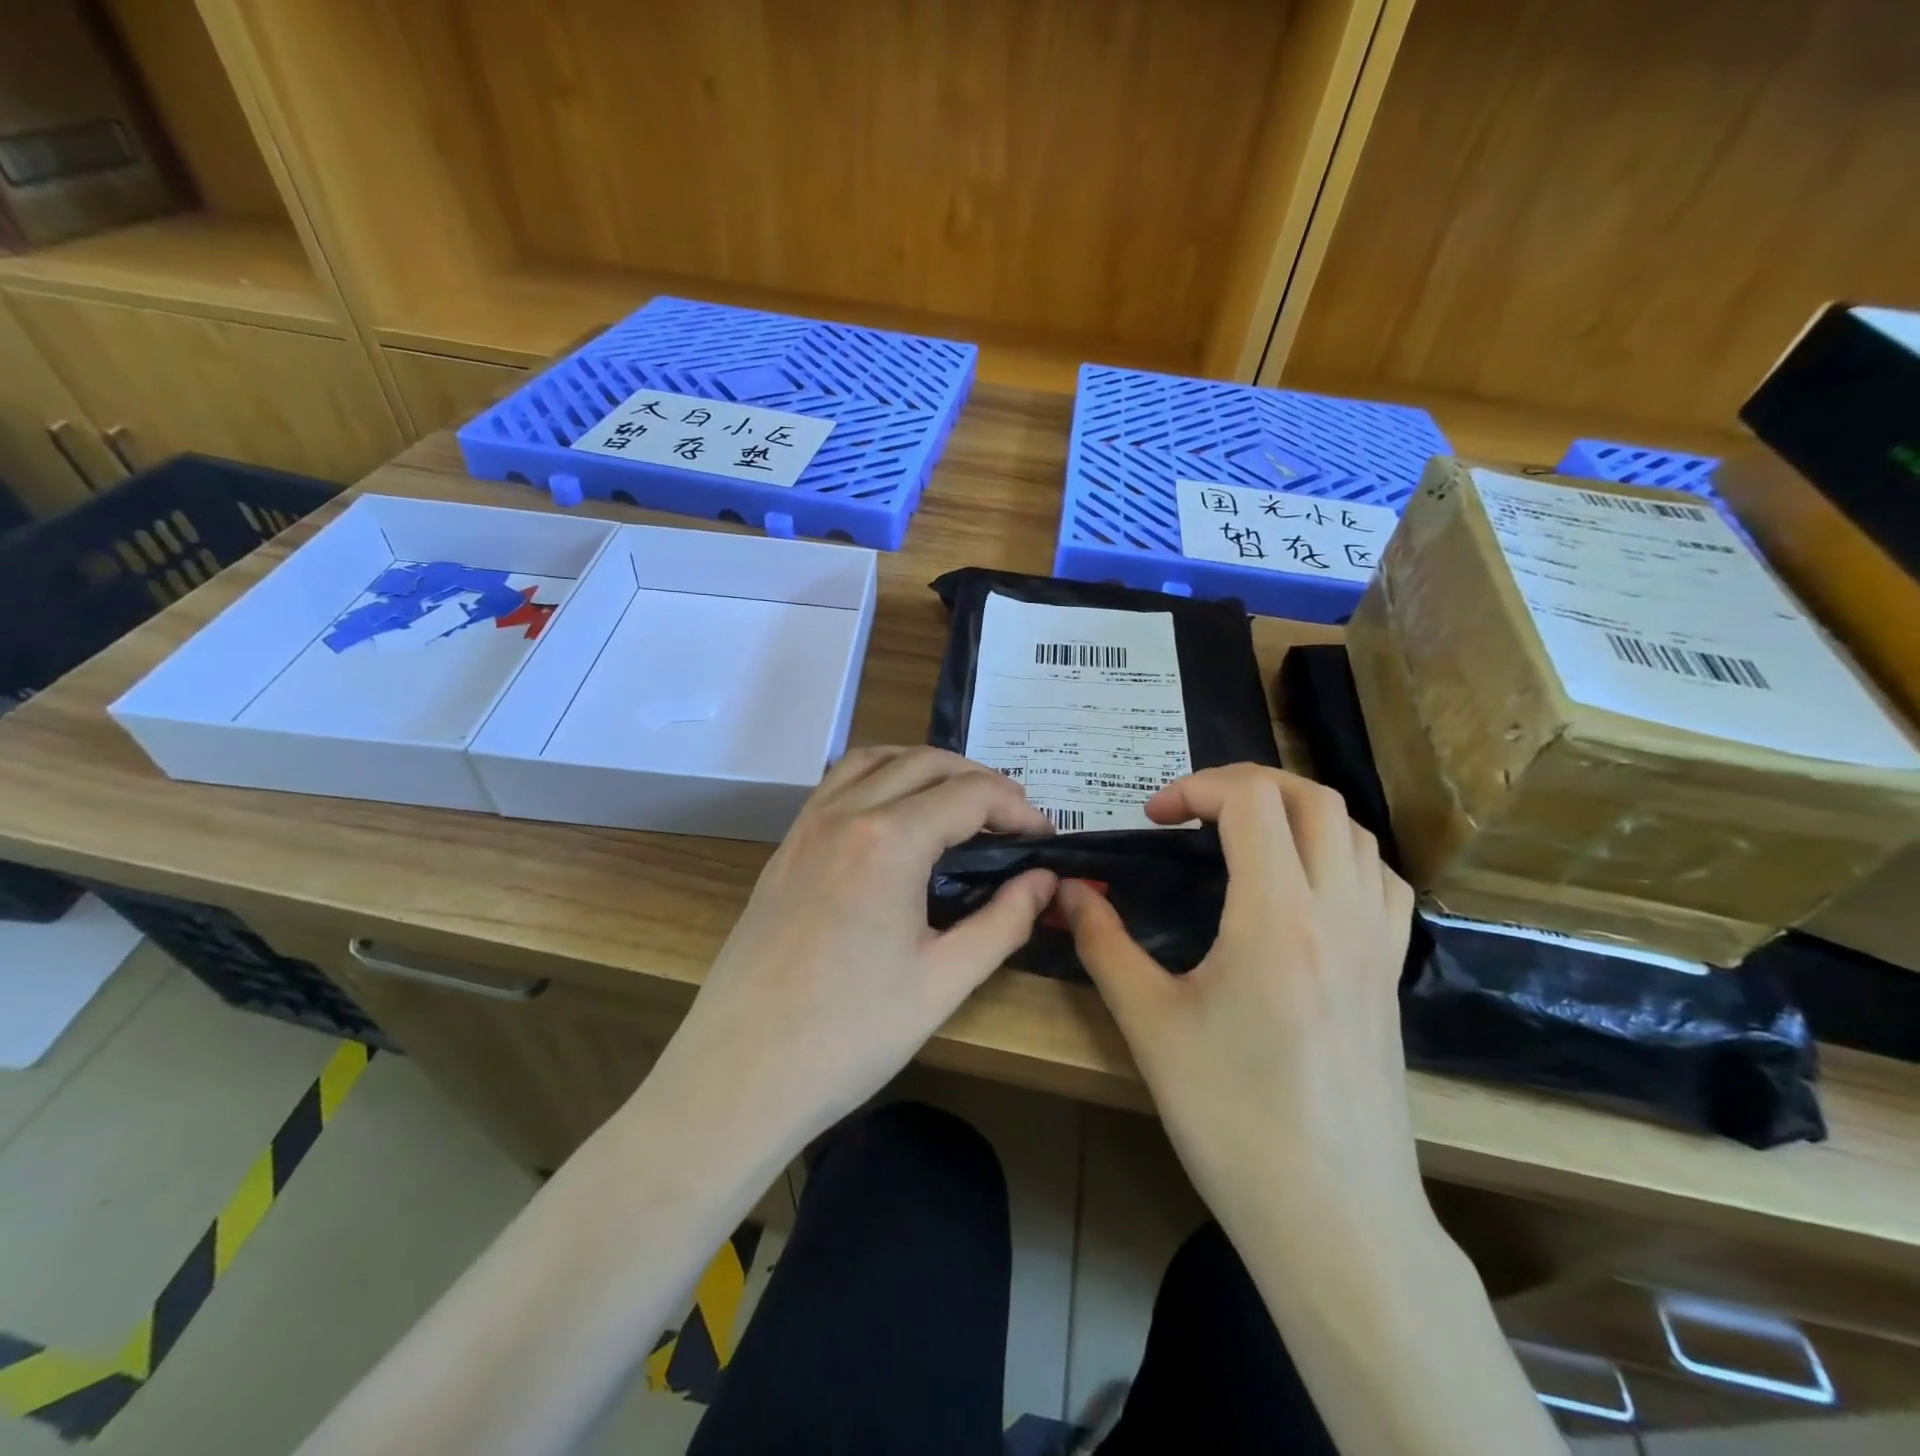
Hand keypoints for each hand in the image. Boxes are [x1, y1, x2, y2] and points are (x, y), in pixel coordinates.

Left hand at [659, 746, 1056, 1149]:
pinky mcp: (786, 846)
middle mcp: (846, 813)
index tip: (1043, 837)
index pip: (970, 794)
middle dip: (980, 780)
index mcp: (889, 840)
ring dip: (927, 767)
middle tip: (1012, 820)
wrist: (739, 1074)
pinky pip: (839, 783)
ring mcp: (807, 825)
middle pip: (926, 762)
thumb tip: (1043, 881)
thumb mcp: (944, 981)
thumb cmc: (849, 1035)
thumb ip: (1004, 921)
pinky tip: (896, 815)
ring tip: (959, 803)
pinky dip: (881, 777)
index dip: (1016, 808)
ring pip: (877, 759)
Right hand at [1058, 765, 1420, 1244]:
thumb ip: (1104, 943)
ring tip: (1245, 838)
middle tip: (1195, 811)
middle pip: (1311, 798)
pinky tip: (1304, 886)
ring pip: (1355, 831)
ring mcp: (1377, 943)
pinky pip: (1380, 881)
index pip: (1253, 800)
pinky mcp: (1391, 975)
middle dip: (1247, 783)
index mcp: (1277, 916)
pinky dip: (1340, 853)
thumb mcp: (1149, 1024)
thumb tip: (1068, 892)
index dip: (1198, 787)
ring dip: (1295, 812)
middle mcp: (1339, 912)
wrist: (1332, 1216)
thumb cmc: (1231, 1118)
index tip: (1156, 817)